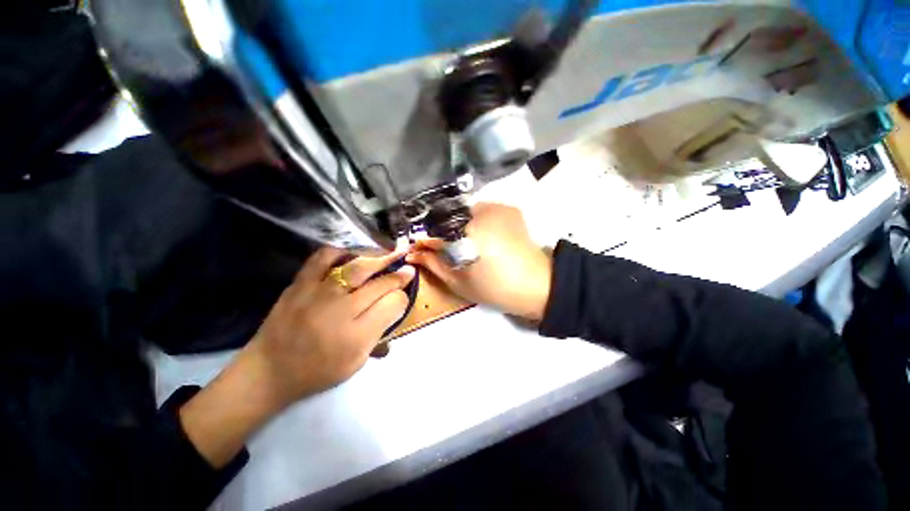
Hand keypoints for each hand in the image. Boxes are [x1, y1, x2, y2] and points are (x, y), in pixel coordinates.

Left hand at [180, 247, 414, 467]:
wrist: (269, 370)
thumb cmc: (318, 371)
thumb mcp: (357, 362)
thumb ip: (380, 332)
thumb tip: (395, 304)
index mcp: (356, 336)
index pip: (393, 305)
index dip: (403, 297)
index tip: (405, 293)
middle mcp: (340, 311)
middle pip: (379, 283)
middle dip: (398, 275)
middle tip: (407, 268)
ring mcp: (318, 293)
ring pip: (358, 266)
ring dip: (378, 259)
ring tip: (387, 256)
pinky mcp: (300, 284)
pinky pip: (324, 257)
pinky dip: (342, 252)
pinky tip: (351, 256)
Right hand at [407, 203, 551, 320]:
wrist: (537, 285)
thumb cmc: (495, 289)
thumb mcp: (459, 282)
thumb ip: (433, 264)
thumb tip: (414, 253)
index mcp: (467, 233)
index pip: (434, 229)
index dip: (425, 239)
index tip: (421, 247)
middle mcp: (481, 212)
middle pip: (448, 216)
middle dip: (442, 231)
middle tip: (443, 247)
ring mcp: (496, 207)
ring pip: (464, 211)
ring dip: (458, 224)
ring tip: (463, 242)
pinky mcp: (508, 208)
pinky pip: (482, 210)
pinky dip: (475, 220)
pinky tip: (480, 235)